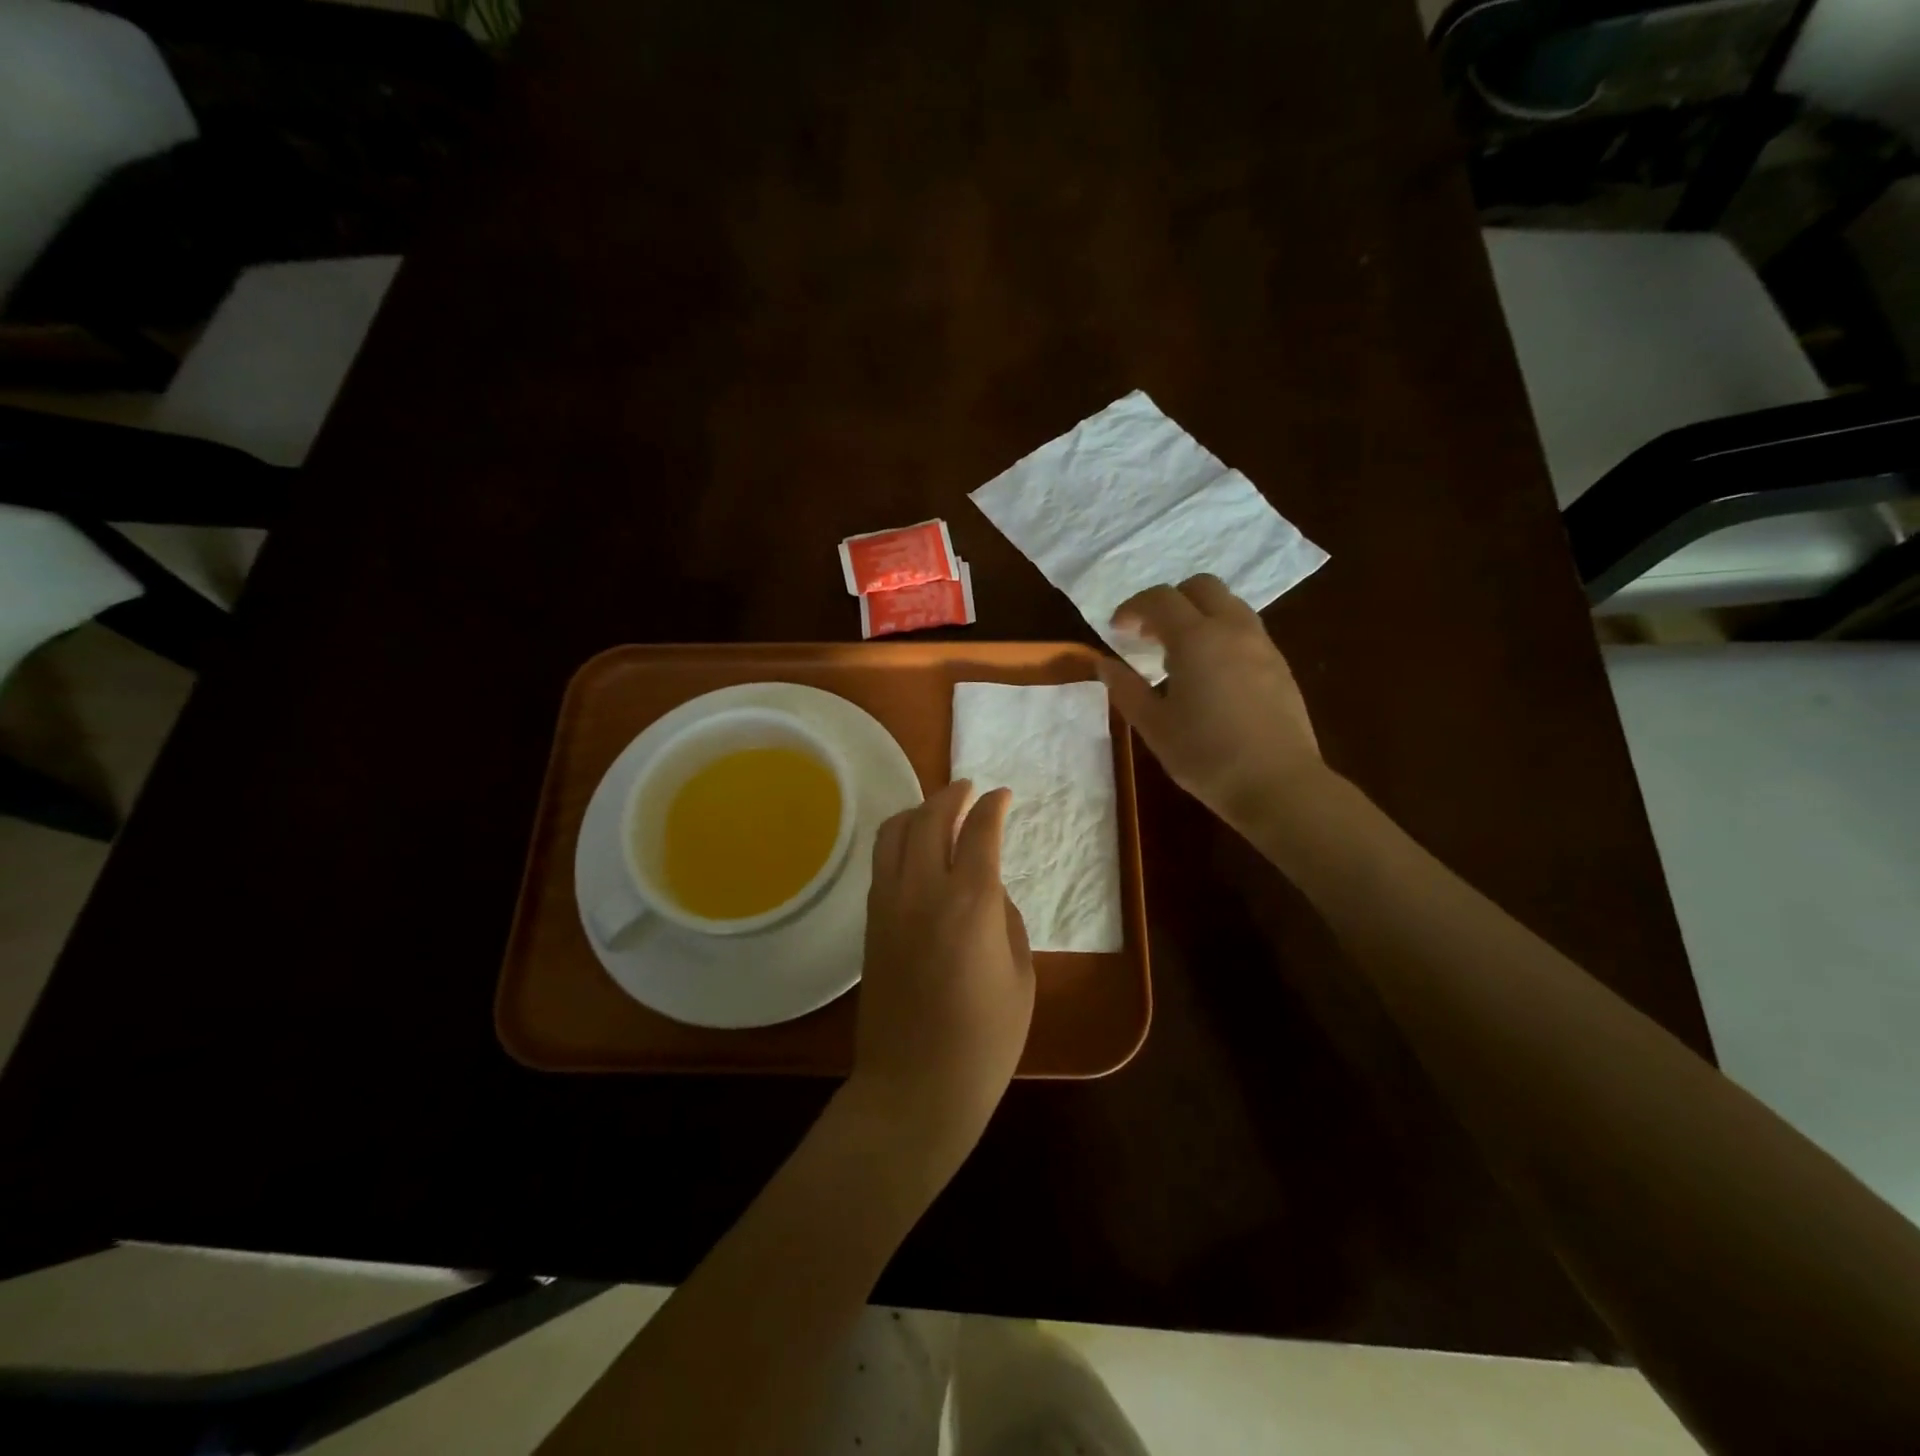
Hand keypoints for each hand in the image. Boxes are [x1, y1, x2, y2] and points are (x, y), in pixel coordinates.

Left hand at [850, 781, 1034, 1164]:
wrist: (914, 1089)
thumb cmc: (984, 1042)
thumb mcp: (1020, 977)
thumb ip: (1006, 920)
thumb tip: (988, 890)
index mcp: (970, 904)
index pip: (980, 832)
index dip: (993, 807)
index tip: (1003, 796)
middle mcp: (923, 890)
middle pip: (930, 818)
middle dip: (952, 795)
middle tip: (969, 789)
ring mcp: (888, 904)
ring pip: (895, 832)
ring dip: (918, 811)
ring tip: (938, 811)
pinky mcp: (870, 922)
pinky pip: (882, 861)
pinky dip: (900, 840)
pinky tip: (916, 849)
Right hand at [1097, 574, 1324, 839]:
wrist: (1279, 784)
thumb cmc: (1206, 756)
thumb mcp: (1154, 726)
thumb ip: (1126, 689)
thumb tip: (1104, 664)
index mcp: (1196, 639)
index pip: (1160, 599)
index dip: (1133, 608)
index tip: (1117, 629)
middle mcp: (1232, 629)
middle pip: (1200, 587)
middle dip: (1170, 601)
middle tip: (1150, 635)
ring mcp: (1262, 644)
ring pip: (1228, 604)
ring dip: (1199, 615)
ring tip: (1180, 654)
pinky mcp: (1280, 664)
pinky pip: (1246, 629)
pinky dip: (1221, 633)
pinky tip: (1212, 673)